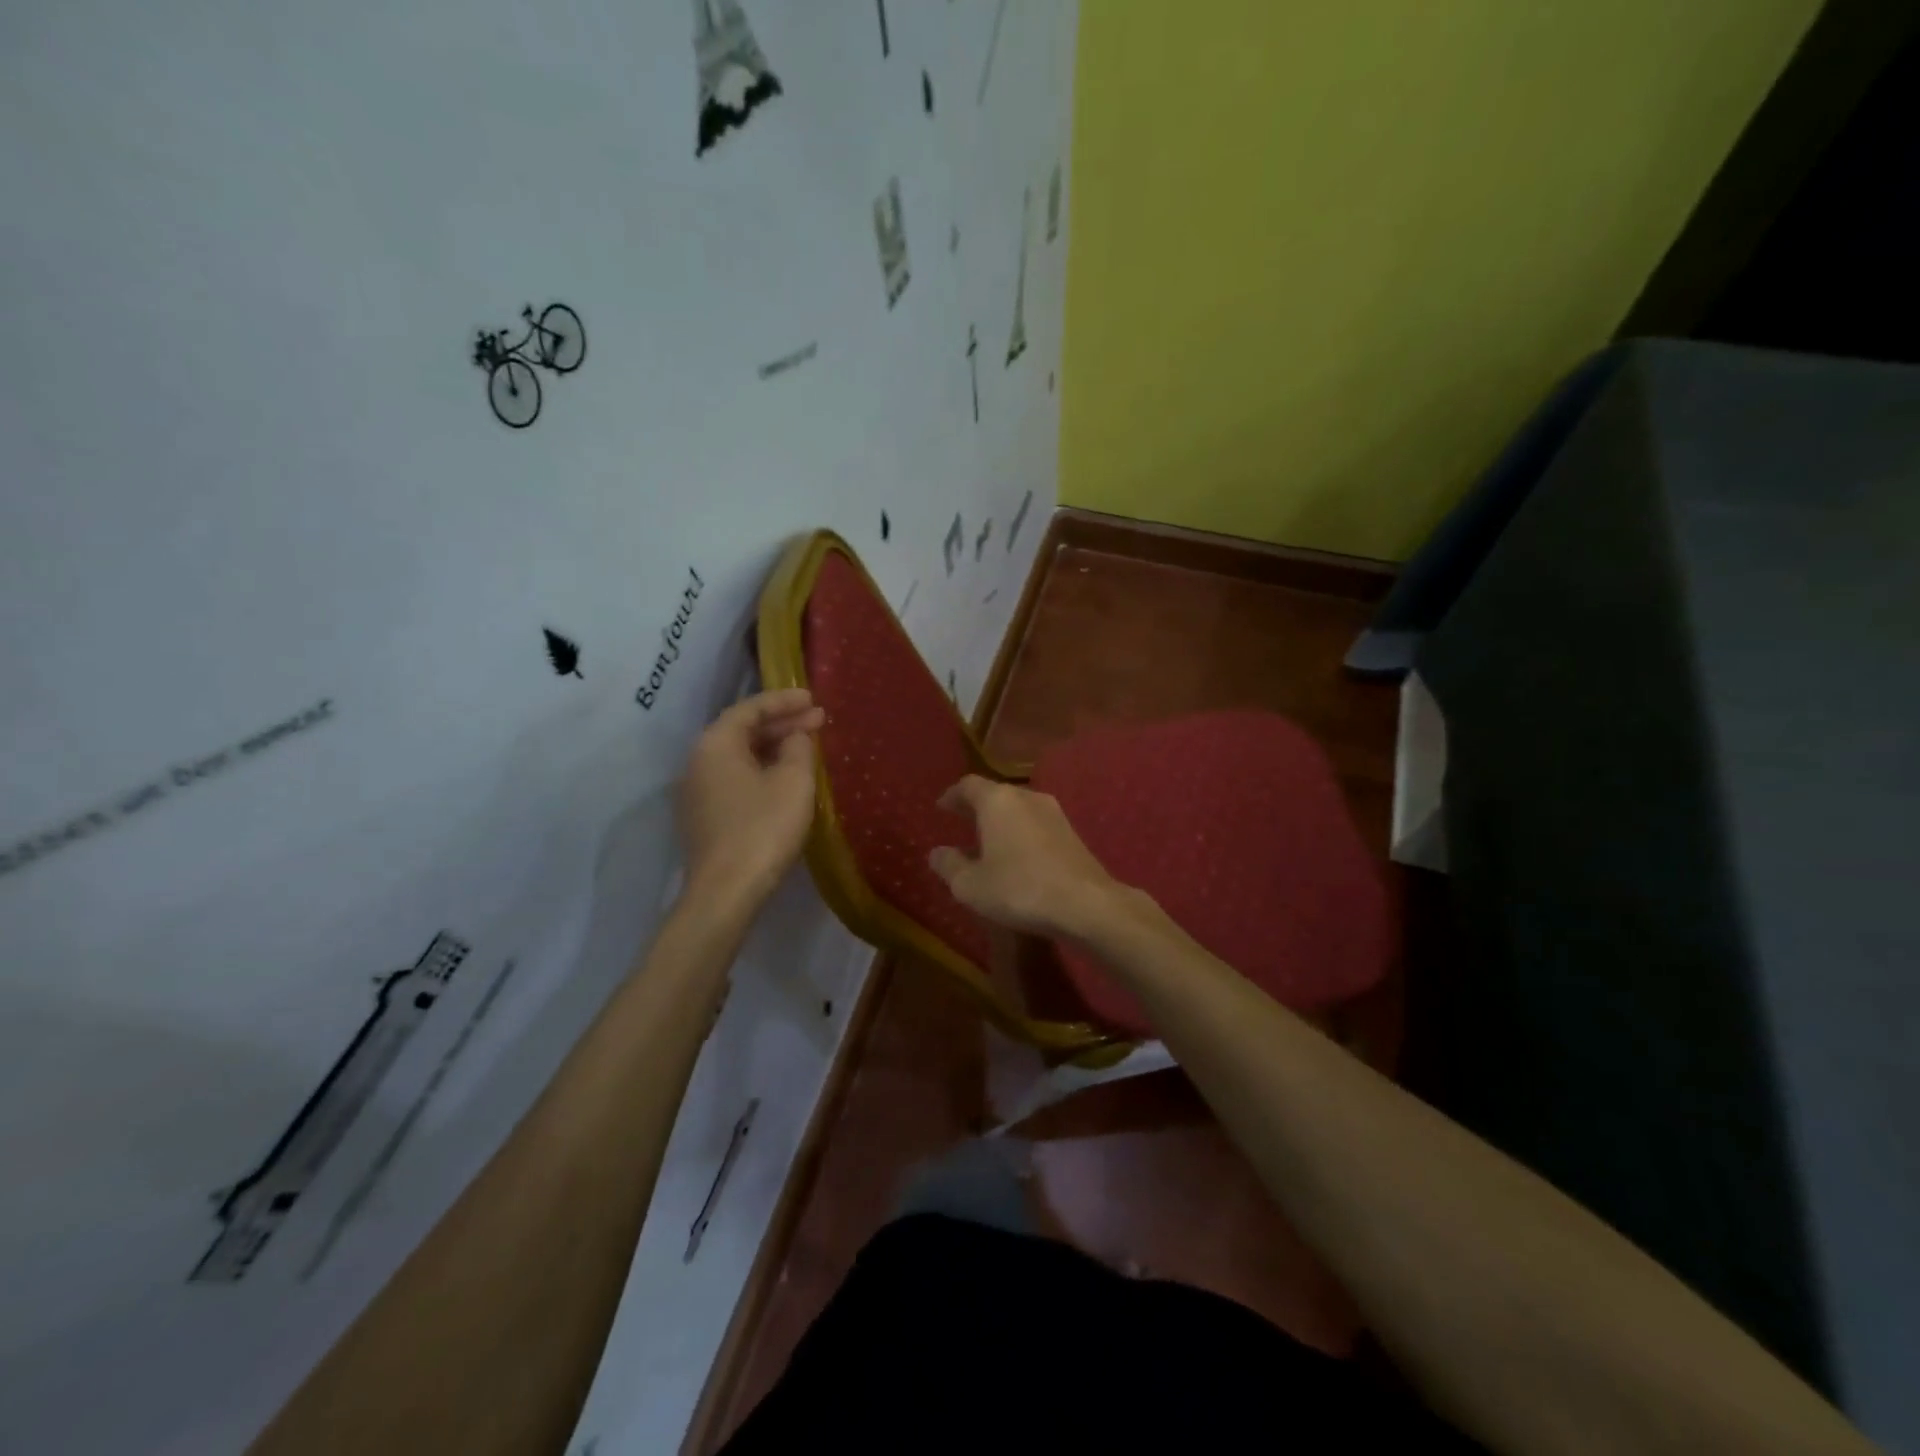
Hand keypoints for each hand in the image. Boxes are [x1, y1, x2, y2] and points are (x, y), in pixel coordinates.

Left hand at [678, 689, 825, 906]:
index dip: (784, 700)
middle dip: (781, 724)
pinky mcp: (703, 817)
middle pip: (741, 731)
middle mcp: (697, 761)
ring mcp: (697, 791)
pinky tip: (785, 778)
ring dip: (773, 748)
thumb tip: (795, 737)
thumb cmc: (763, 828)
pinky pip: (735, 779)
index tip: (814, 698)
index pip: (750, 708)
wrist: (726, 891)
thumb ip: (798, 748)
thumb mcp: (793, 781)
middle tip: (818, 721)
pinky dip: (761, 770)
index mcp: (715, 744)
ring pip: (738, 756)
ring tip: (806, 747)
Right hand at [928, 776, 1128, 938]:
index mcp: (998, 800)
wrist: (1086, 903)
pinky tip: (1017, 855)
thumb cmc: (1019, 889)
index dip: (952, 796)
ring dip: (1001, 821)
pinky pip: (1036, 824)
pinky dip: (1021, 833)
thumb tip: (936, 853)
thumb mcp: (971, 885)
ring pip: (1019, 808)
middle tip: (961, 822)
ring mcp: (1054, 813)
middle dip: (977, 807)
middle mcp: (1026, 797)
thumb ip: (949, 866)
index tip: (941, 807)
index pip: (968, 786)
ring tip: (987, 841)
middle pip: (996, 794)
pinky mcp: (1072, 833)